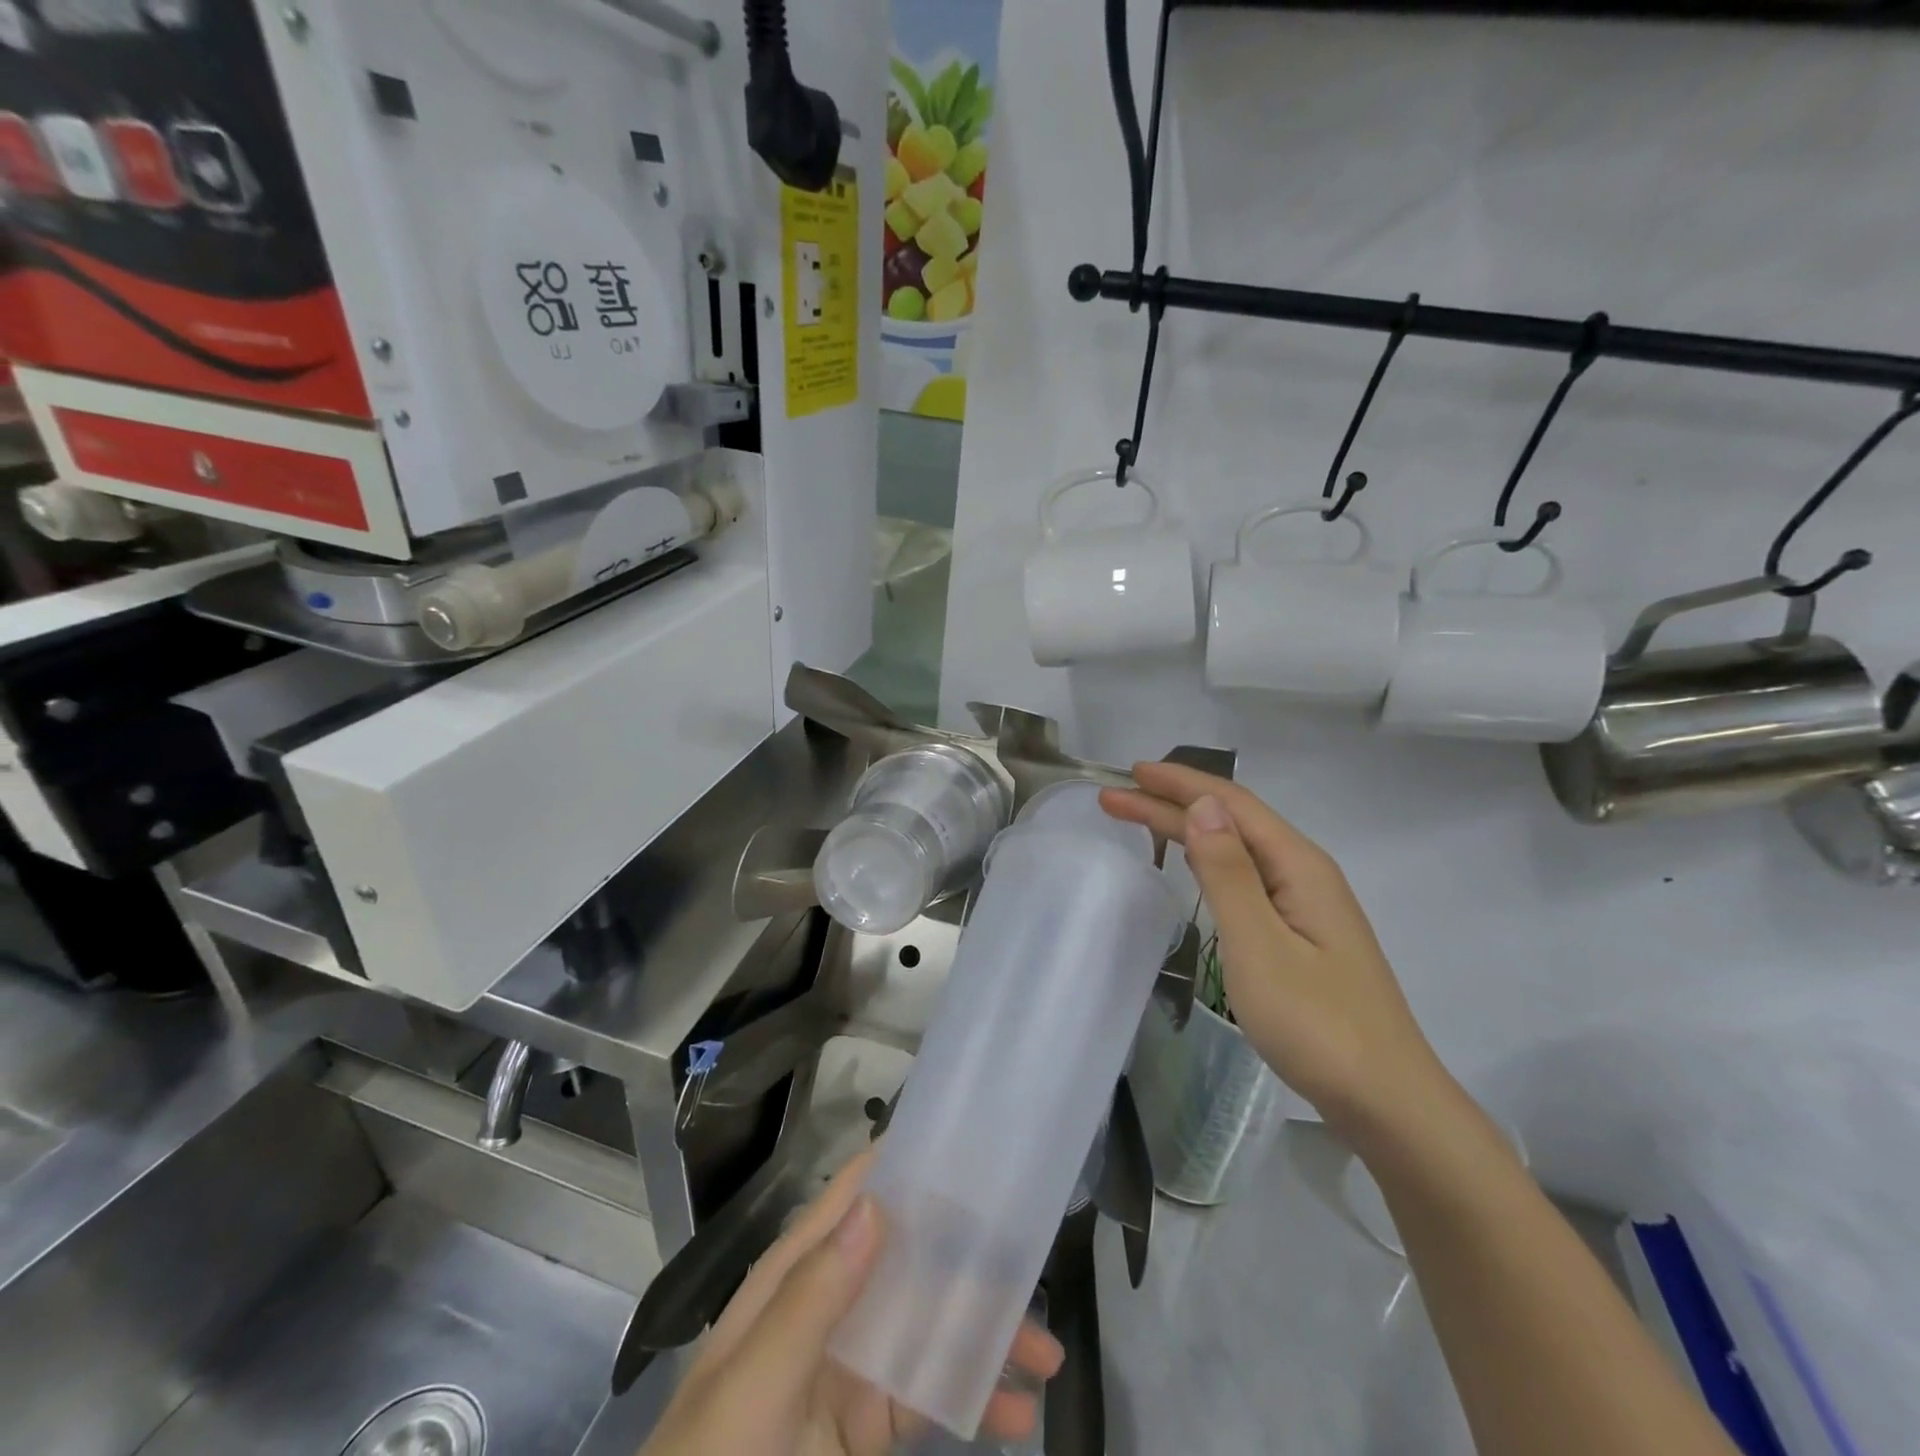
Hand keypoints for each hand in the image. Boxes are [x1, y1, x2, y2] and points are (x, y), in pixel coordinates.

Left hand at [640, 1150, 1063, 1455]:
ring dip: (987, 1333)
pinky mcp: (869, 1425)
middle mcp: (832, 1303)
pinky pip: (931, 1395)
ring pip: (931, 1325)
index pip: (858, 1197)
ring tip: (1045, 1355)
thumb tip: (876, 1204)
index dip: (911, 1168)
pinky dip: (976, 1396)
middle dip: (972, 1260)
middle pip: (910, 1258)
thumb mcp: (752, 1386)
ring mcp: (853, 1365)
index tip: (975, 1153)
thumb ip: (811, 1299)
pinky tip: (1017, 1412)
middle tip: (1034, 1264)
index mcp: (799, 1274)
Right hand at [1101, 762, 1451, 1144]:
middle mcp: (1306, 874)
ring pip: (1240, 849)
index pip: (1232, 805)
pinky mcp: (1303, 936)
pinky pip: (1247, 878)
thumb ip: (1228, 873)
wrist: (1387, 1101)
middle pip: (1233, 822)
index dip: (1180, 785)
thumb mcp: (1259, 945)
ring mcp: (1308, 906)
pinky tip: (1197, 866)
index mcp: (1299, 866)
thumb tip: (1203, 806)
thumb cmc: (1317, 1023)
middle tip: (1115, 799)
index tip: (1131, 772)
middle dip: (1172, 805)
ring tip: (1144, 820)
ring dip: (1189, 830)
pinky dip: (1210, 861)